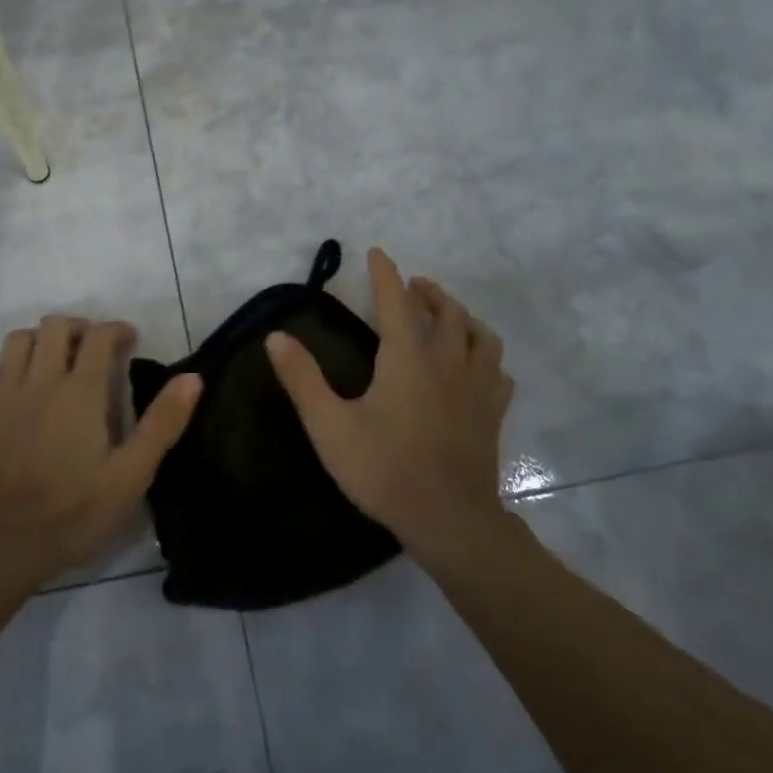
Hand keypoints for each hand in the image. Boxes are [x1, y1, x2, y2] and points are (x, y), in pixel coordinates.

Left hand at [0, 315, 201, 581]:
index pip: (100, 336)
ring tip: (54, 361)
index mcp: (81, 391)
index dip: (117, 330)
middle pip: (54, 326)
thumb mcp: (132, 474)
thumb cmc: (75, 512)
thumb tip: (192, 378)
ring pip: (17, 341)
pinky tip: (13, 388)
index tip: (130, 340)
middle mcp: (40, 381)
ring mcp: (3, 396)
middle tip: (93, 348)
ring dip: (39, 341)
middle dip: (78, 327)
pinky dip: (2, 370)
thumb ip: (163, 423)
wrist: (3, 544)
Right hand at [266, 247, 514, 563]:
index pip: (396, 302)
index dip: (385, 274)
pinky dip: (486, 357)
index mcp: (407, 358)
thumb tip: (276, 336)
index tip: (377, 252)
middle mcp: (447, 362)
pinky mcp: (492, 413)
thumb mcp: (329, 425)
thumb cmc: (384, 469)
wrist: (447, 519)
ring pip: (479, 335)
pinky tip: (477, 365)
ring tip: (448, 315)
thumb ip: (302, 379)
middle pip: (446, 312)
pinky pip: (497, 372)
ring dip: (461, 317)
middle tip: (413, 286)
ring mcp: (476, 388)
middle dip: (428, 292)